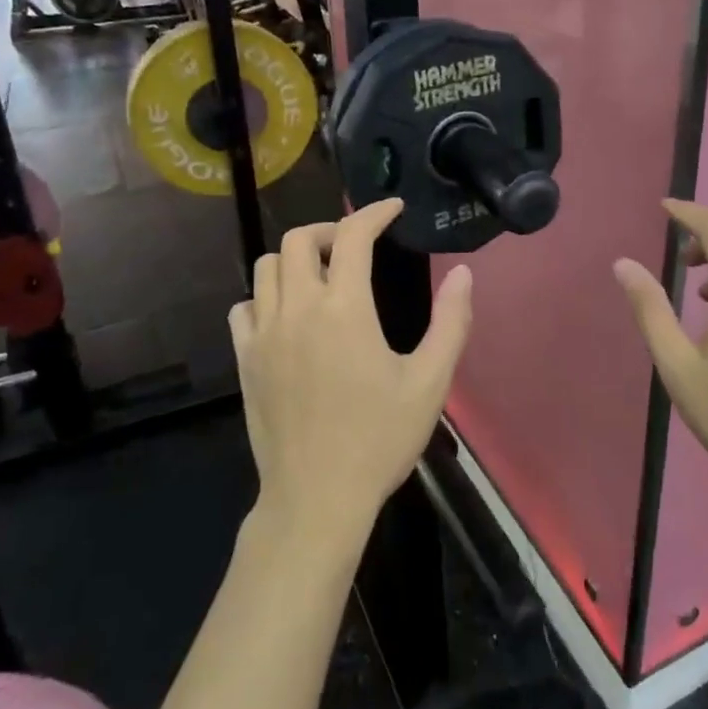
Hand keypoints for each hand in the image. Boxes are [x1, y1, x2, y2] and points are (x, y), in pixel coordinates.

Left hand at [231, 199, 472, 544]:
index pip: (352, 236)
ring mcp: (263, 334)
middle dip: (329, 230)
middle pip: (297, 239)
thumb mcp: (430, 382)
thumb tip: (463, 273)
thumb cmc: (379, 439)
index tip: (392, 209)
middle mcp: (297, 310)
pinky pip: (244, 307)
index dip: (374, 213)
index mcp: (344, 309)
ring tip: (322, 276)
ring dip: (294, 258)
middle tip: (356, 246)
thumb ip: (451, 322)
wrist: (317, 498)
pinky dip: (265, 296)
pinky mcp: (244, 360)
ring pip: (265, 267)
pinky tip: (288, 316)